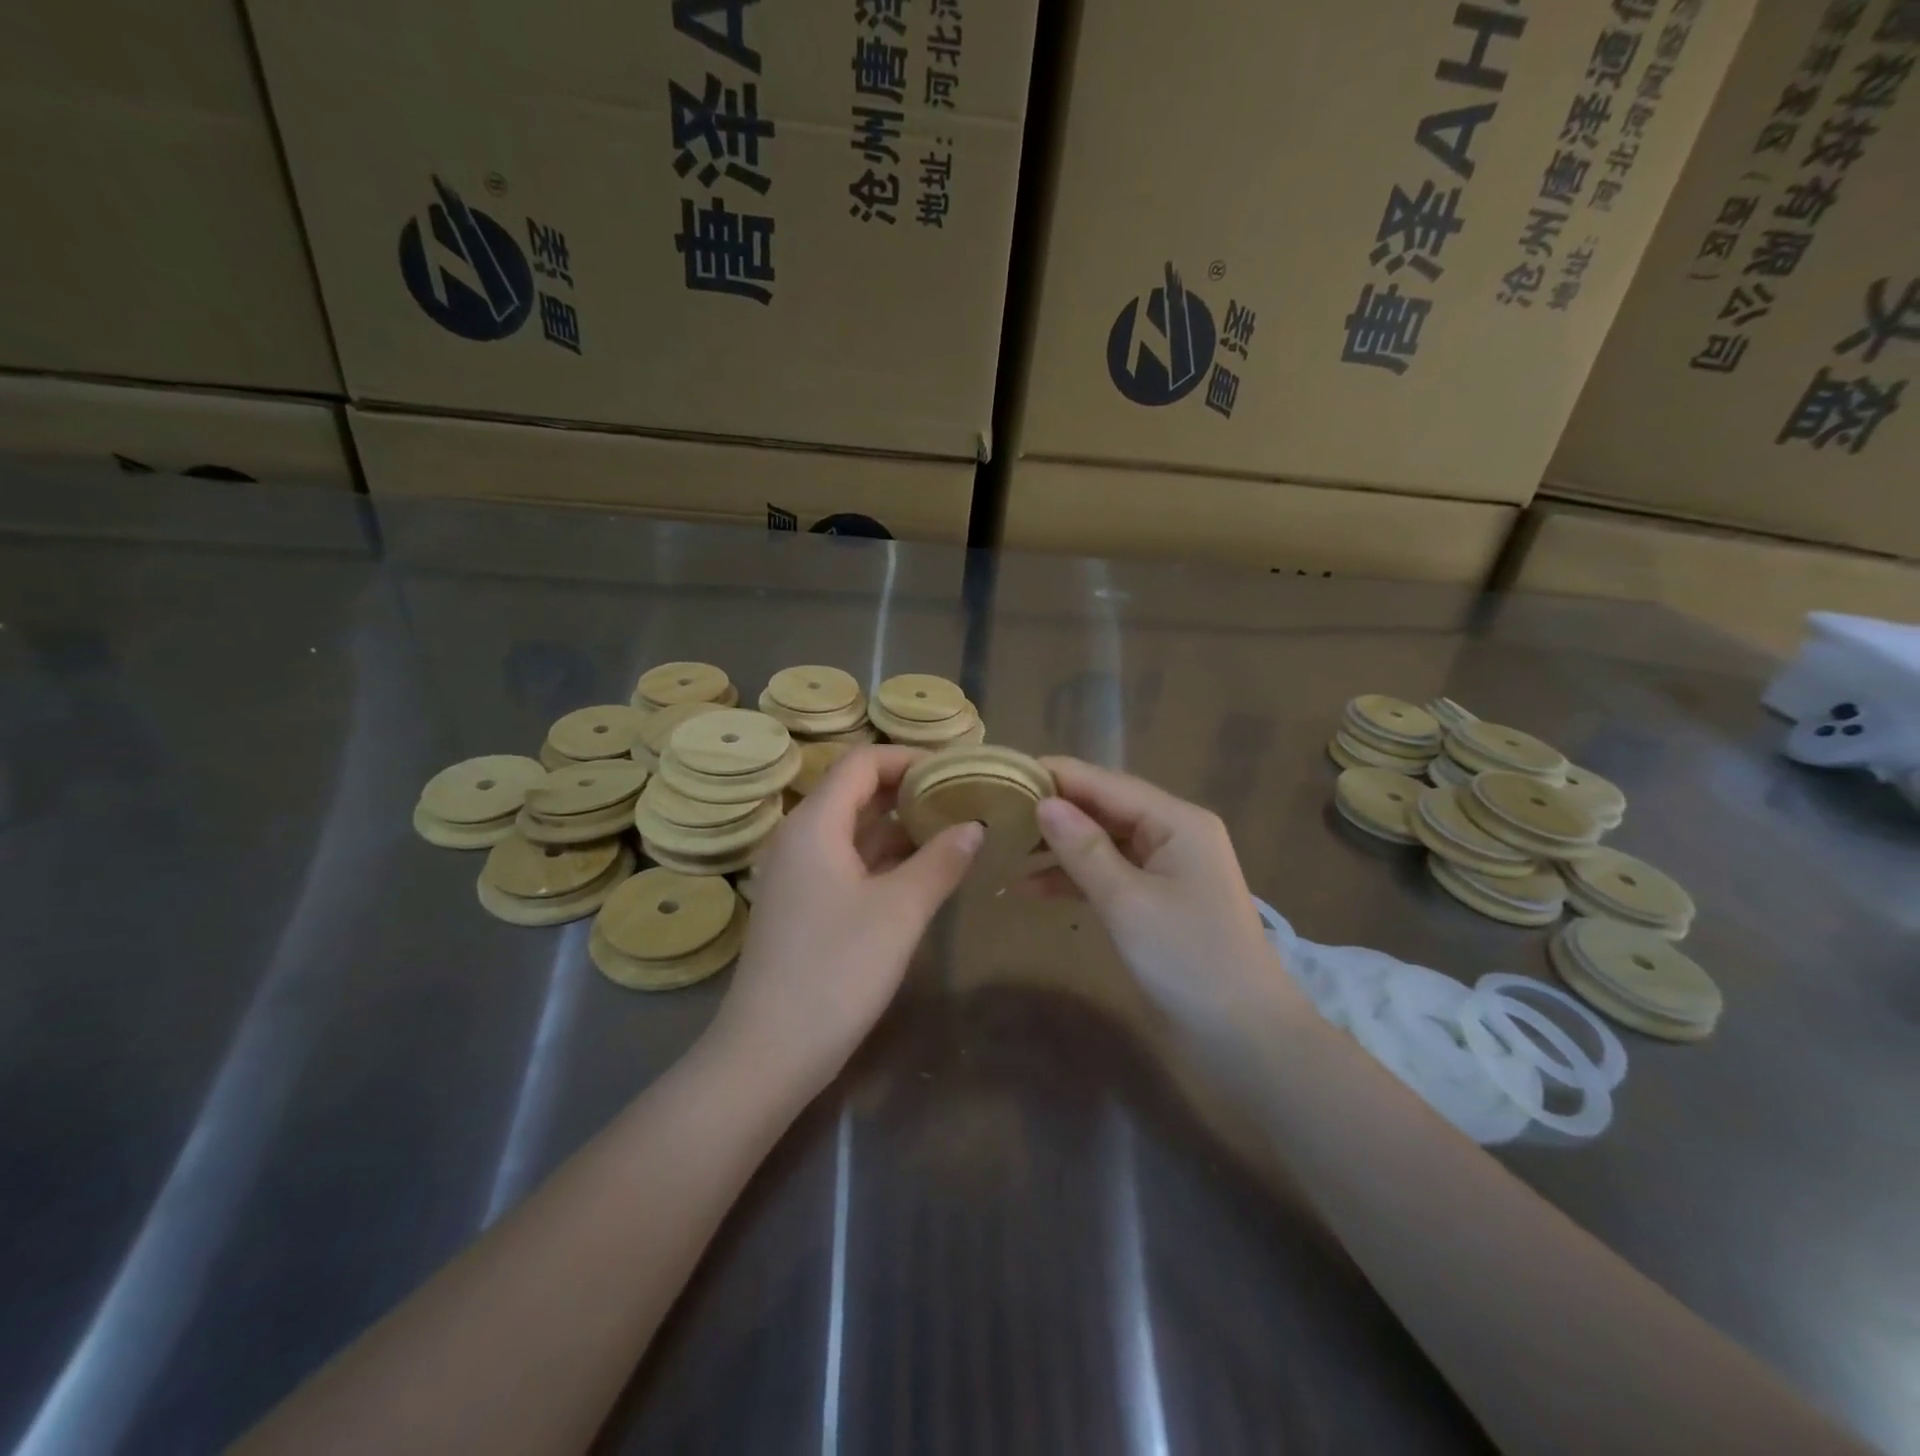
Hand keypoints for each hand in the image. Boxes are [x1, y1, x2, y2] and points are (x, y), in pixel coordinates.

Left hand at [712, 746, 981, 1094]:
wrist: (771, 1051)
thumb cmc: (837, 970)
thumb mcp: (900, 911)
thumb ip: (941, 861)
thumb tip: (974, 826)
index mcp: (814, 824)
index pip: (862, 762)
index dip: (910, 758)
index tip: (956, 770)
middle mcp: (800, 838)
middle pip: (856, 792)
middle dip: (909, 790)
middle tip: (962, 798)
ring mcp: (798, 874)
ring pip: (853, 829)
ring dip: (899, 825)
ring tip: (953, 828)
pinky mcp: (803, 904)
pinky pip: (847, 861)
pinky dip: (884, 857)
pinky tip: (922, 870)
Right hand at [1031, 757, 1303, 1035]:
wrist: (1244, 1037)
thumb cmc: (1188, 960)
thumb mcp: (1128, 902)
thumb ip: (1083, 849)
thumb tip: (1043, 803)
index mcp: (1176, 821)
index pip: (1106, 783)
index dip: (1056, 776)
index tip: (1004, 773)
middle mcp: (1173, 833)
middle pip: (1104, 808)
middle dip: (1053, 811)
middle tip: (995, 811)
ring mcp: (1166, 867)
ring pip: (1102, 842)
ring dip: (1059, 846)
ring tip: (1004, 847)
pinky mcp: (1157, 899)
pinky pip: (1109, 873)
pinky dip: (1074, 878)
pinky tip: (1031, 886)